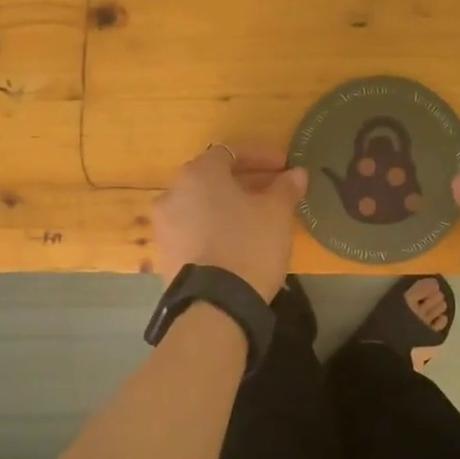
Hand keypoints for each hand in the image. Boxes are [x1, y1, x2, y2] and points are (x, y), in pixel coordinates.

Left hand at [153, 143, 307, 301]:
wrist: (215, 305)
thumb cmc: (248, 245)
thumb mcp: (276, 213)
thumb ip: (286, 188)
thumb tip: (296, 173)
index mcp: (198, 174)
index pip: (230, 153)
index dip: (260, 157)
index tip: (284, 167)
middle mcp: (172, 193)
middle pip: (212, 179)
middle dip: (243, 182)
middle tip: (272, 192)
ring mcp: (164, 226)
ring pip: (201, 206)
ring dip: (227, 207)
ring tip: (255, 220)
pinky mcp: (165, 255)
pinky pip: (193, 231)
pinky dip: (214, 230)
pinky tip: (236, 244)